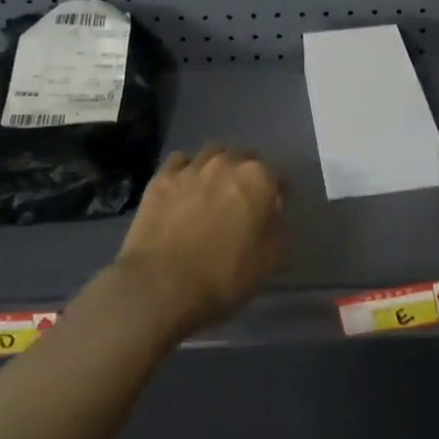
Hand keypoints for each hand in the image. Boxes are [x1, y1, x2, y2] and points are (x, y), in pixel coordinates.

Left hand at [115, 144, 283, 335]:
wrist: (161, 285)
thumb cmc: (223, 277)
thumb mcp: (268, 259)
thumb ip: (277, 225)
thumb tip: (273, 208)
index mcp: (258, 179)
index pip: (277, 175)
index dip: (276, 192)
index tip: (272, 208)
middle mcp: (227, 162)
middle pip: (245, 158)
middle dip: (246, 174)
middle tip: (241, 200)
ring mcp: (192, 166)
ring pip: (212, 153)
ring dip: (217, 167)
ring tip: (212, 190)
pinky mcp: (162, 177)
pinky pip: (179, 161)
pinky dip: (185, 170)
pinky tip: (183, 187)